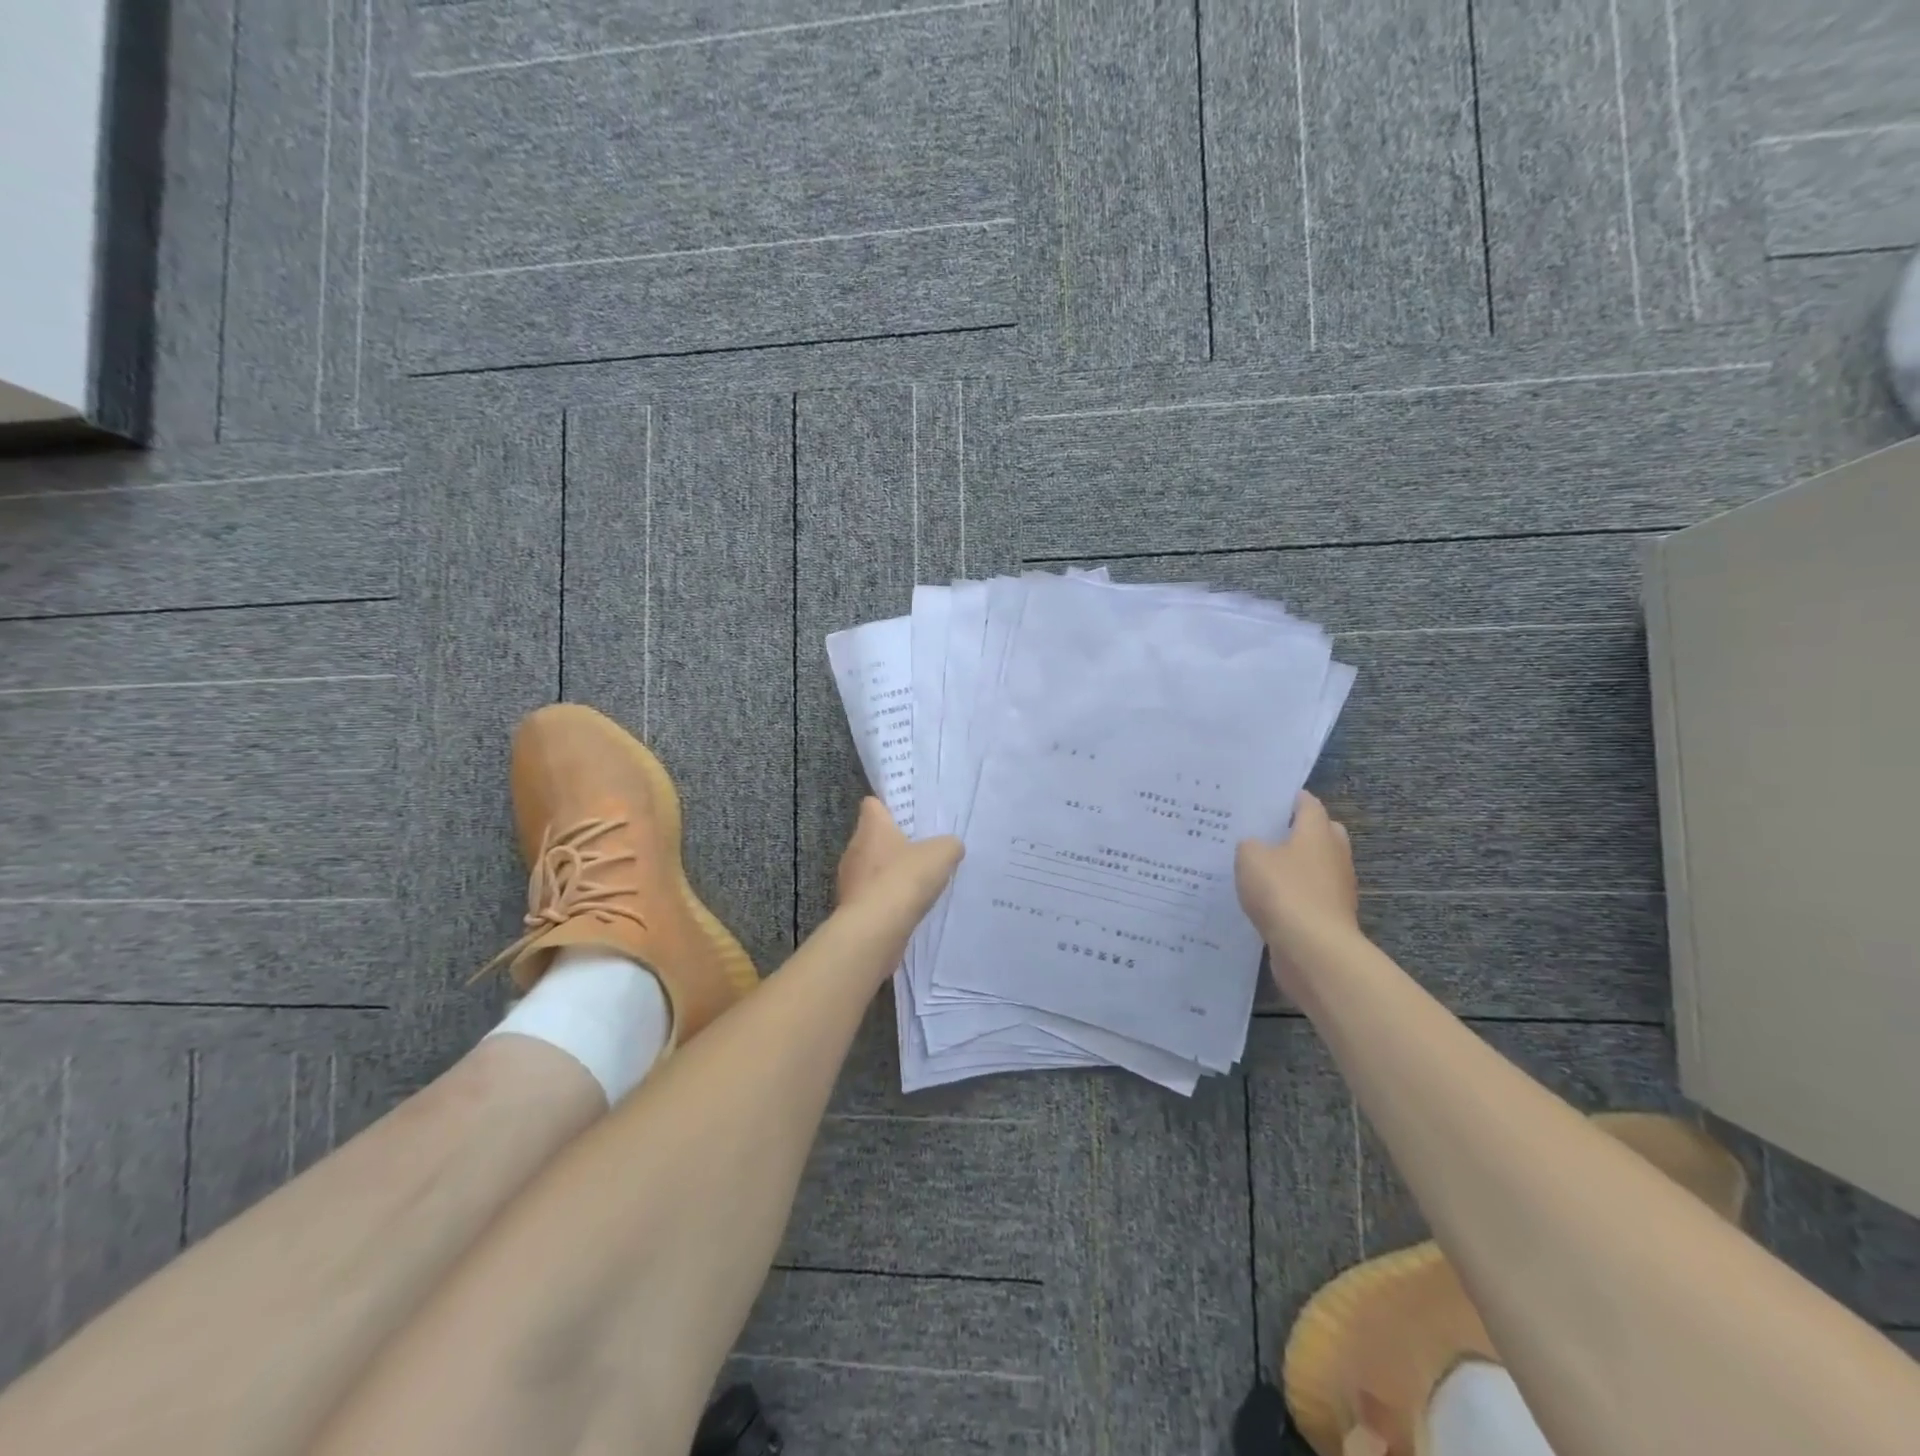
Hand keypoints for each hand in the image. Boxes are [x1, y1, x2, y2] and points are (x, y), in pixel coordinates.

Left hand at [836, 798, 962, 917]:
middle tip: (918, 852)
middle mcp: (854, 848)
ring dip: (887, 875)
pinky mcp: (850, 908)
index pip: (872, 805)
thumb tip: (950, 847)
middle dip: (892, 844)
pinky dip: (884, 900)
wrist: (876, 928)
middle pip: (871, 838)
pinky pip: (870, 896)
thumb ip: (949, 845)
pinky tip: (904, 908)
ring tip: (914, 885)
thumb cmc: (905, 878)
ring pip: (869, 869)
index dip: (888, 809)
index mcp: (871, 827)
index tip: (906, 818)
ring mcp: (848, 880)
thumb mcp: (942, 854)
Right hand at [1236, 792, 1360, 989]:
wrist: (1313, 949)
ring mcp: (1336, 889)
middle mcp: (1333, 855)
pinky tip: (1267, 901)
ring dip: (1295, 867)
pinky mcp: (1330, 917)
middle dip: (1298, 831)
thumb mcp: (1250, 857)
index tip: (1268, 799)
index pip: (1308, 804)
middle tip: (1265, 833)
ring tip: (1260, 869)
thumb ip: (1249, 845)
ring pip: (1316, 867)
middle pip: (1321, 834)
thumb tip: (1255, 847)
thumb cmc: (1283, 891)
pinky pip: (1309, 896)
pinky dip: (1293, 896)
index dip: (1289, 799)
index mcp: (1317, 832)